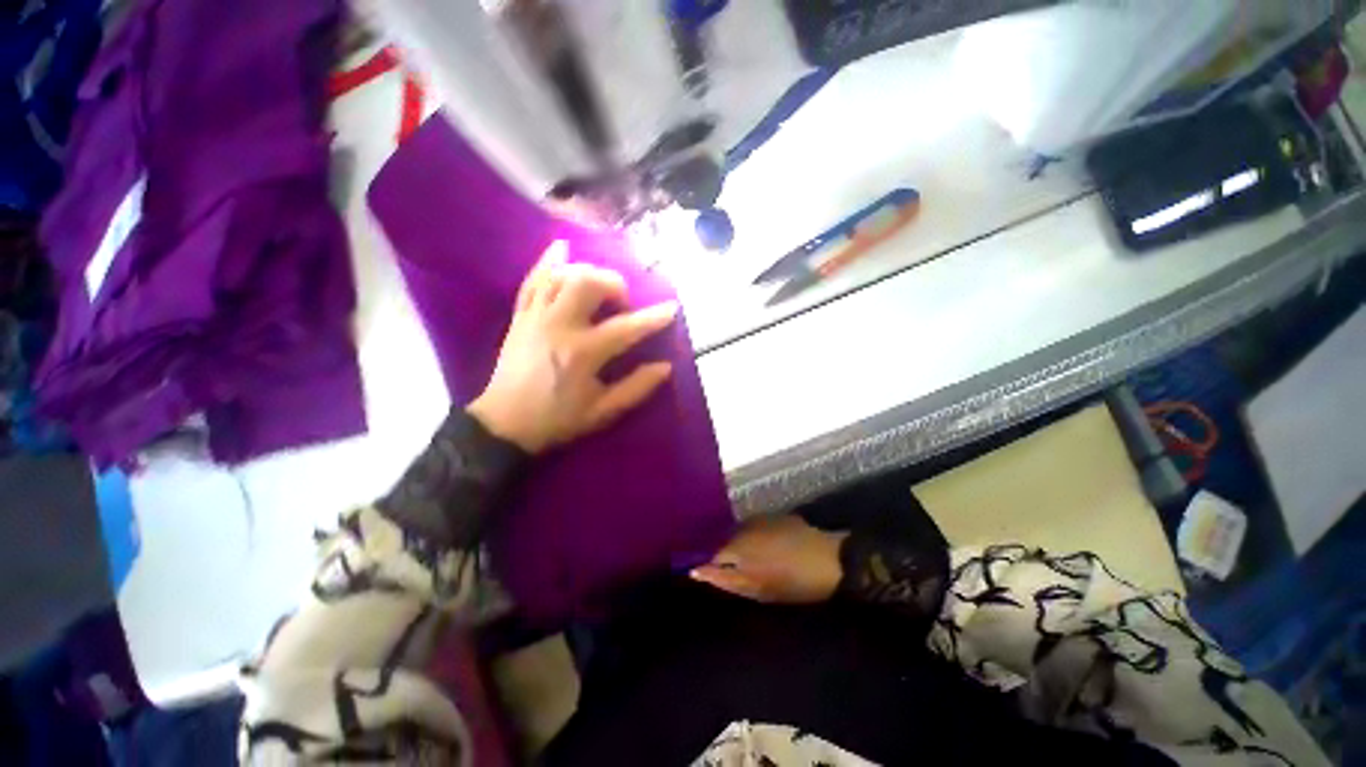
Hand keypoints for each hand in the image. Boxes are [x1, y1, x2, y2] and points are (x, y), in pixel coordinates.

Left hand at [468, 241, 678, 453]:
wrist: (505, 424)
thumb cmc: (558, 419)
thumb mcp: (603, 412)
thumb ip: (637, 388)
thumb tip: (665, 366)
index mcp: (583, 353)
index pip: (627, 327)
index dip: (654, 317)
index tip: (672, 308)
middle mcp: (559, 326)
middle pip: (588, 283)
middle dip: (614, 284)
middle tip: (622, 304)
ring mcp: (536, 317)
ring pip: (562, 275)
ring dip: (588, 273)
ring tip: (599, 288)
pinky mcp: (520, 316)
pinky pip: (533, 279)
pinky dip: (549, 262)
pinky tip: (562, 249)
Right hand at [690, 515, 847, 603]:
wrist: (830, 560)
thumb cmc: (792, 582)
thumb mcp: (756, 589)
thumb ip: (724, 579)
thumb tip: (696, 571)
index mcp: (736, 545)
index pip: (710, 553)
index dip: (709, 564)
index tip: (713, 575)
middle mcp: (743, 525)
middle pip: (725, 540)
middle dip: (726, 554)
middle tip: (739, 571)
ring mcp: (760, 517)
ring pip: (741, 531)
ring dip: (742, 544)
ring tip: (756, 560)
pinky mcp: (775, 515)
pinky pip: (757, 526)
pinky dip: (757, 536)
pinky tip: (770, 548)